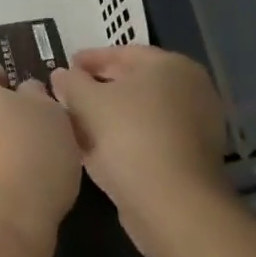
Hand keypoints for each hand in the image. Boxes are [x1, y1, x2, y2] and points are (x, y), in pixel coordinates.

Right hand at [49, 46, 231, 253]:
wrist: (172, 204)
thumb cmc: (130, 135)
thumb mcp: (88, 101)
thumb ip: (71, 82)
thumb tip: (61, 74)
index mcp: (171, 65)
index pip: (124, 52)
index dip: (90, 58)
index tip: (65, 65)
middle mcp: (190, 91)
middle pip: (134, 83)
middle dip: (98, 88)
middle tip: (67, 93)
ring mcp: (194, 128)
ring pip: (139, 114)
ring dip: (107, 116)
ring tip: (74, 122)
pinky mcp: (189, 161)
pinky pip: (147, 139)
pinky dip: (122, 139)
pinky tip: (94, 149)